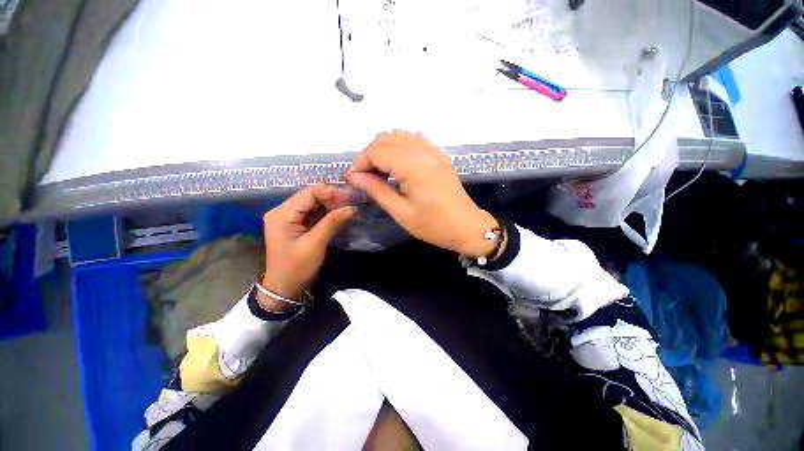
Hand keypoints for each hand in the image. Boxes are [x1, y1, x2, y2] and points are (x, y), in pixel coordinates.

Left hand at [260, 185, 354, 311]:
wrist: (284, 288)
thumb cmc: (297, 268)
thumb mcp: (315, 244)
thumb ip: (332, 222)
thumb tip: (352, 207)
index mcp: (282, 214)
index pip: (309, 193)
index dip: (331, 192)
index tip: (351, 196)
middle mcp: (283, 211)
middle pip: (311, 196)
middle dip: (333, 198)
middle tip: (354, 201)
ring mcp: (289, 218)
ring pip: (314, 204)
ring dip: (332, 205)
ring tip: (350, 206)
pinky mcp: (296, 225)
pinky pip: (314, 214)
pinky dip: (328, 213)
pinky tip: (341, 214)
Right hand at [345, 131, 498, 257]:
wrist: (465, 226)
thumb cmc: (432, 225)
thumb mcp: (400, 212)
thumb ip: (376, 190)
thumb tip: (354, 177)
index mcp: (414, 167)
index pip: (378, 151)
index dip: (361, 162)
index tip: (353, 178)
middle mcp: (424, 152)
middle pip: (386, 139)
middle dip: (369, 154)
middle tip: (364, 176)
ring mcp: (433, 151)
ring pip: (399, 135)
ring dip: (383, 148)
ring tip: (378, 170)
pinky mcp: (438, 155)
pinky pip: (413, 140)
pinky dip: (398, 146)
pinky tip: (395, 163)